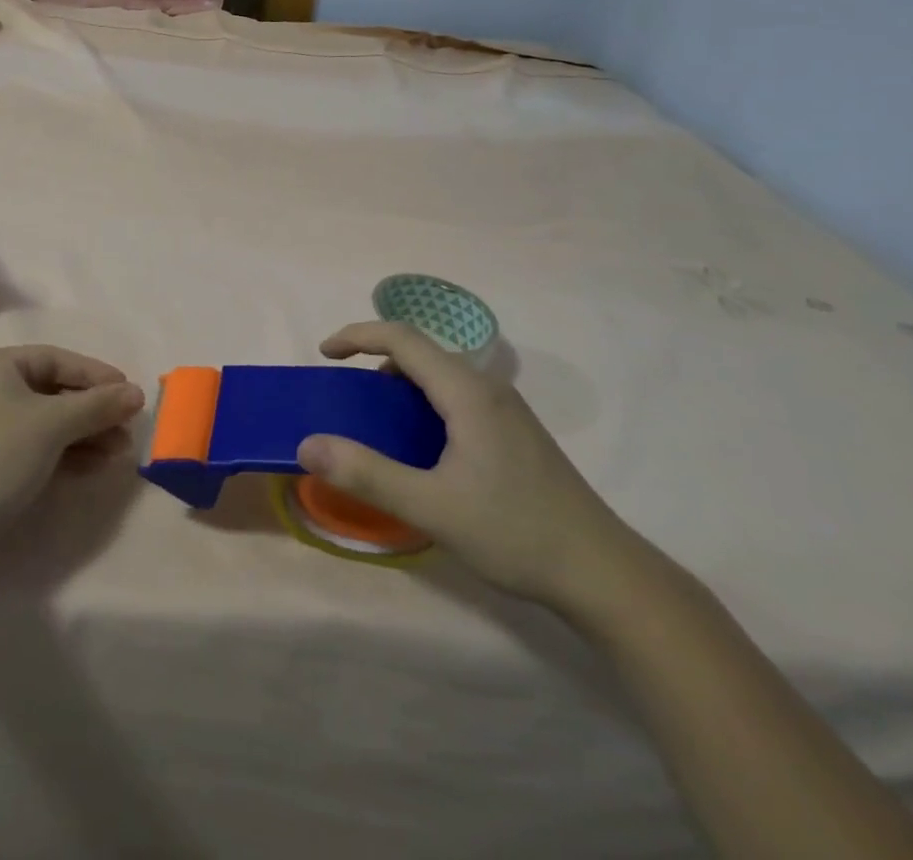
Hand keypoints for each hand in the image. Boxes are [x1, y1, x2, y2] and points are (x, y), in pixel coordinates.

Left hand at [0, 346, 144, 550]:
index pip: (57, 360)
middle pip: (55, 391)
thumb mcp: (53, 424)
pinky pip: (39, 446)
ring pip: (50, 422)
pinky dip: (68, 453)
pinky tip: (97, 466)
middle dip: (94, 410)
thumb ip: (98, 405)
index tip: (130, 392)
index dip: (96, 374)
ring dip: (87, 434)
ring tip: (120, 452)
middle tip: (128, 428)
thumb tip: (137, 393)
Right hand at [298, 322, 633, 612]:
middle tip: (345, 394)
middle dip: (375, 360)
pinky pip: (456, 399)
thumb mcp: (432, 507)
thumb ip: (366, 473)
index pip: (403, 338)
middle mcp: (488, 389)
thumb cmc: (516, 533)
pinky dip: (422, 405)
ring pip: (441, 377)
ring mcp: (506, 411)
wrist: (605, 576)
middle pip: (422, 352)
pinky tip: (420, 449)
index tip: (325, 354)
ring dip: (400, 385)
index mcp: (467, 392)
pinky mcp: (515, 434)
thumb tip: (307, 444)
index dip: (357, 335)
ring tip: (376, 423)